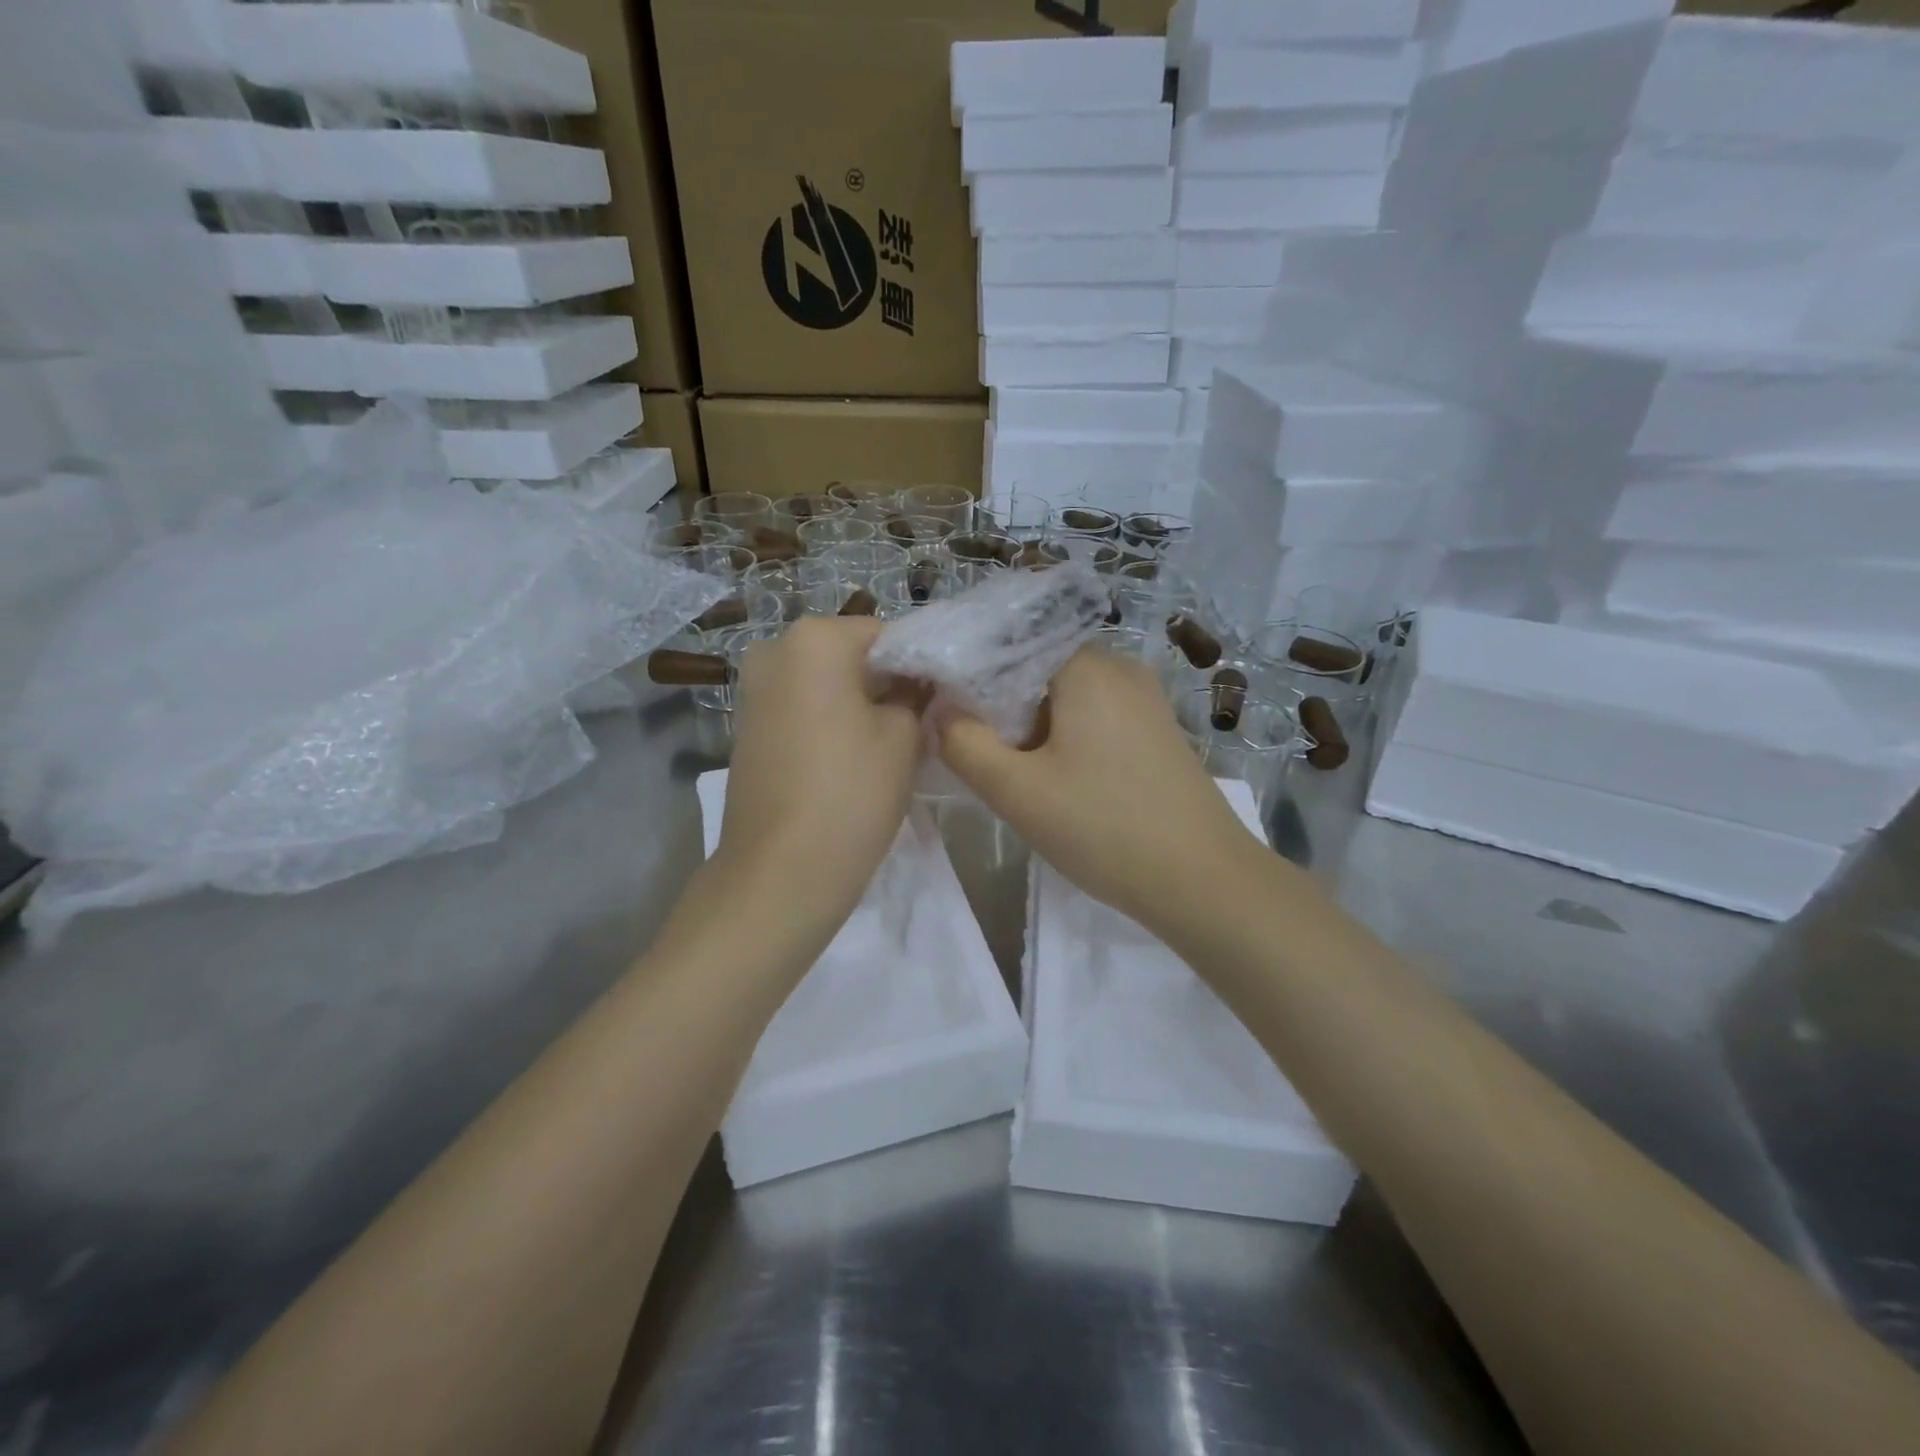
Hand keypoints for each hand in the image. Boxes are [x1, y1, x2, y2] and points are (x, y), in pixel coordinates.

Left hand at [719, 616, 922, 921]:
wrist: (781, 872)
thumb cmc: (852, 792)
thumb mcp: (904, 737)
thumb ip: (915, 695)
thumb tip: (916, 684)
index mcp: (815, 638)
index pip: (887, 634)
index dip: (920, 665)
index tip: (941, 698)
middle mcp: (775, 650)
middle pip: (851, 655)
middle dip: (885, 683)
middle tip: (919, 723)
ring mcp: (754, 690)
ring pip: (825, 684)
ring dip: (858, 704)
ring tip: (888, 745)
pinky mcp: (747, 727)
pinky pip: (802, 708)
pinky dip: (829, 722)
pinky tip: (850, 759)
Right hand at [937, 647, 1263, 934]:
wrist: (1203, 880)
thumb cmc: (1104, 828)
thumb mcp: (1017, 791)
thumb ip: (964, 743)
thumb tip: (941, 712)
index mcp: (1086, 665)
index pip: (1009, 642)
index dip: (970, 672)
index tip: (944, 709)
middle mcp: (1119, 666)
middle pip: (1036, 667)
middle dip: (1001, 704)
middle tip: (979, 749)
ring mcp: (1145, 698)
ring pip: (1065, 695)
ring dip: (1032, 725)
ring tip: (1015, 770)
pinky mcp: (1156, 729)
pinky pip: (1095, 715)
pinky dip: (1065, 736)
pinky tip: (1059, 779)